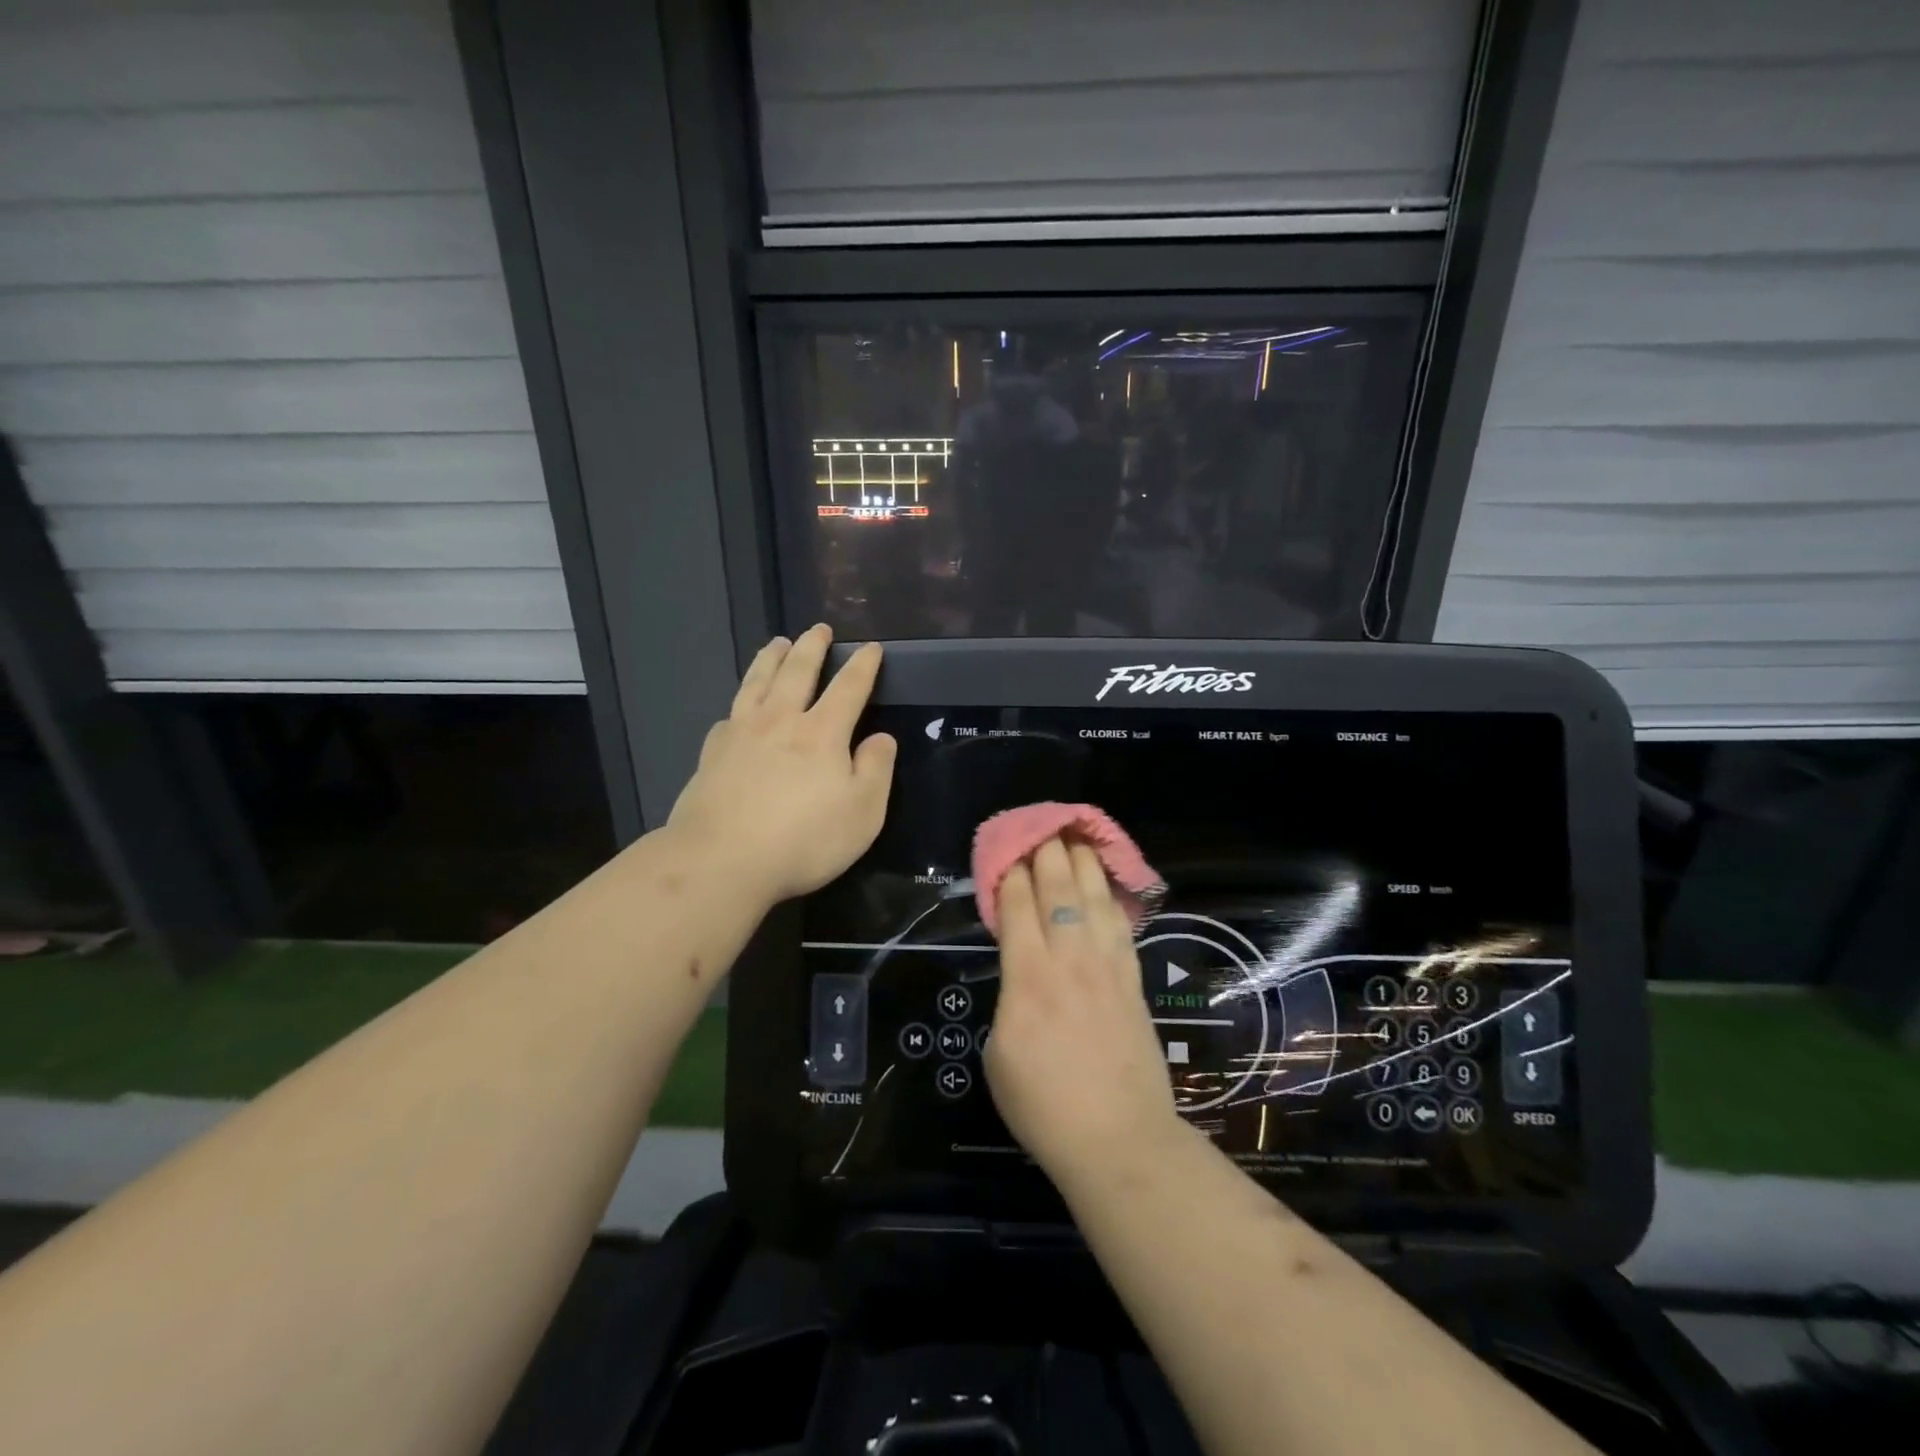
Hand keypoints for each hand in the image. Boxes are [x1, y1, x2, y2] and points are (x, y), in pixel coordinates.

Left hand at [668, 626, 896, 903]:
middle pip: (797, 672)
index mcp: (822, 733)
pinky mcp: (712, 755)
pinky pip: (728, 716)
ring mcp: (740, 734)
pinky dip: (738, 704)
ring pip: (757, 683)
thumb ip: (875, 770)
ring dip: (771, 659)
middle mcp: (780, 721)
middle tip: (819, 628)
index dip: (863, 666)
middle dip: (812, 647)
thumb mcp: (862, 813)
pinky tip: (737, 709)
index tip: (871, 647)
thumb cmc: (803, 840)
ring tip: (777, 642)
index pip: (849, 688)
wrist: (720, 861)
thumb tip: (881, 738)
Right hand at [982, 836, 1181, 1187]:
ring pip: (1095, 898)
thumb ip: (1008, 1000)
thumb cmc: (1044, 1106)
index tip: (1006, 849)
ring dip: (1084, 862)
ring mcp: (1107, 967)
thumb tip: (1020, 977)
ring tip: (1077, 836)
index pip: (1018, 905)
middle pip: (1059, 889)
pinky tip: (1108, 884)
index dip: (1012, 872)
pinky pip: (1122, 926)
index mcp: (1028, 976)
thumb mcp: (998, 1055)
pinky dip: (1113, 897)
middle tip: (1041, 825)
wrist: (1118, 1139)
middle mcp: (1069, 959)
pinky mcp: (1133, 981)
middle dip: (1047, 851)